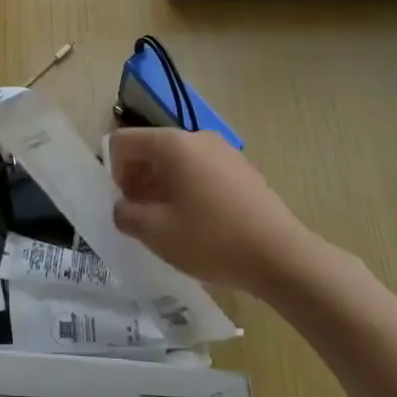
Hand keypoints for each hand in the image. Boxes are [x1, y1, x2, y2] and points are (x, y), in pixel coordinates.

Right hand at [108, 128, 356, 299]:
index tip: (125, 205)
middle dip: (137, 181)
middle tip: (142, 219)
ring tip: (169, 226)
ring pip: (176, 162)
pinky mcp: (242, 170)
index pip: (123, 142)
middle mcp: (198, 138)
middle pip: (150, 150)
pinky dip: (187, 191)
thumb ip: (126, 215)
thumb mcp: (156, 233)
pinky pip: (200, 171)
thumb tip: (124, 208)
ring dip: (161, 188)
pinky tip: (198, 225)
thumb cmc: (212, 240)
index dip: (113, 173)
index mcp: (173, 144)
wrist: (283, 258)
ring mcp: (224, 152)